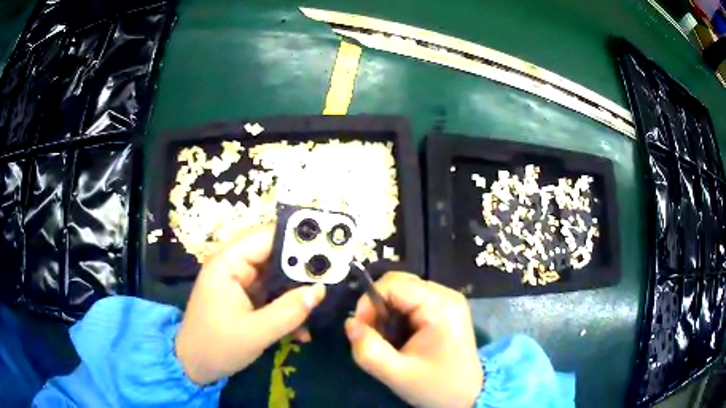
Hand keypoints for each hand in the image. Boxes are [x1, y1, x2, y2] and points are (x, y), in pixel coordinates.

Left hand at [175, 225, 325, 384]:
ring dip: (298, 292)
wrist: (194, 367)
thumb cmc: (216, 347)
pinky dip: (288, 307)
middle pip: (275, 255)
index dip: (299, 239)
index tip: (331, 247)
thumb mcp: (255, 333)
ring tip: (323, 304)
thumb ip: (288, 312)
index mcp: (228, 263)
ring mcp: (240, 283)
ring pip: (277, 277)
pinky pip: (272, 295)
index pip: (267, 237)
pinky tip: (302, 329)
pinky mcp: (245, 299)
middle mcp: (234, 266)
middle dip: (304, 268)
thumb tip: (320, 290)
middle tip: (334, 277)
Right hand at [345, 273, 482, 407]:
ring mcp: (448, 300)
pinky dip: (398, 315)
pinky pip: (412, 300)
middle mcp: (446, 295)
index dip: (369, 302)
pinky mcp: (445, 308)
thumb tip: (350, 323)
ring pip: (403, 292)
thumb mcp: (397, 374)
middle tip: (373, 336)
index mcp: (439, 306)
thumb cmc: (436, 386)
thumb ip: (368, 350)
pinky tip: (400, 336)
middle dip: (377, 308)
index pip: (392, 284)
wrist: (469, 395)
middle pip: (398, 284)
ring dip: (387, 313)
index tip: (361, 329)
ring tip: (387, 339)